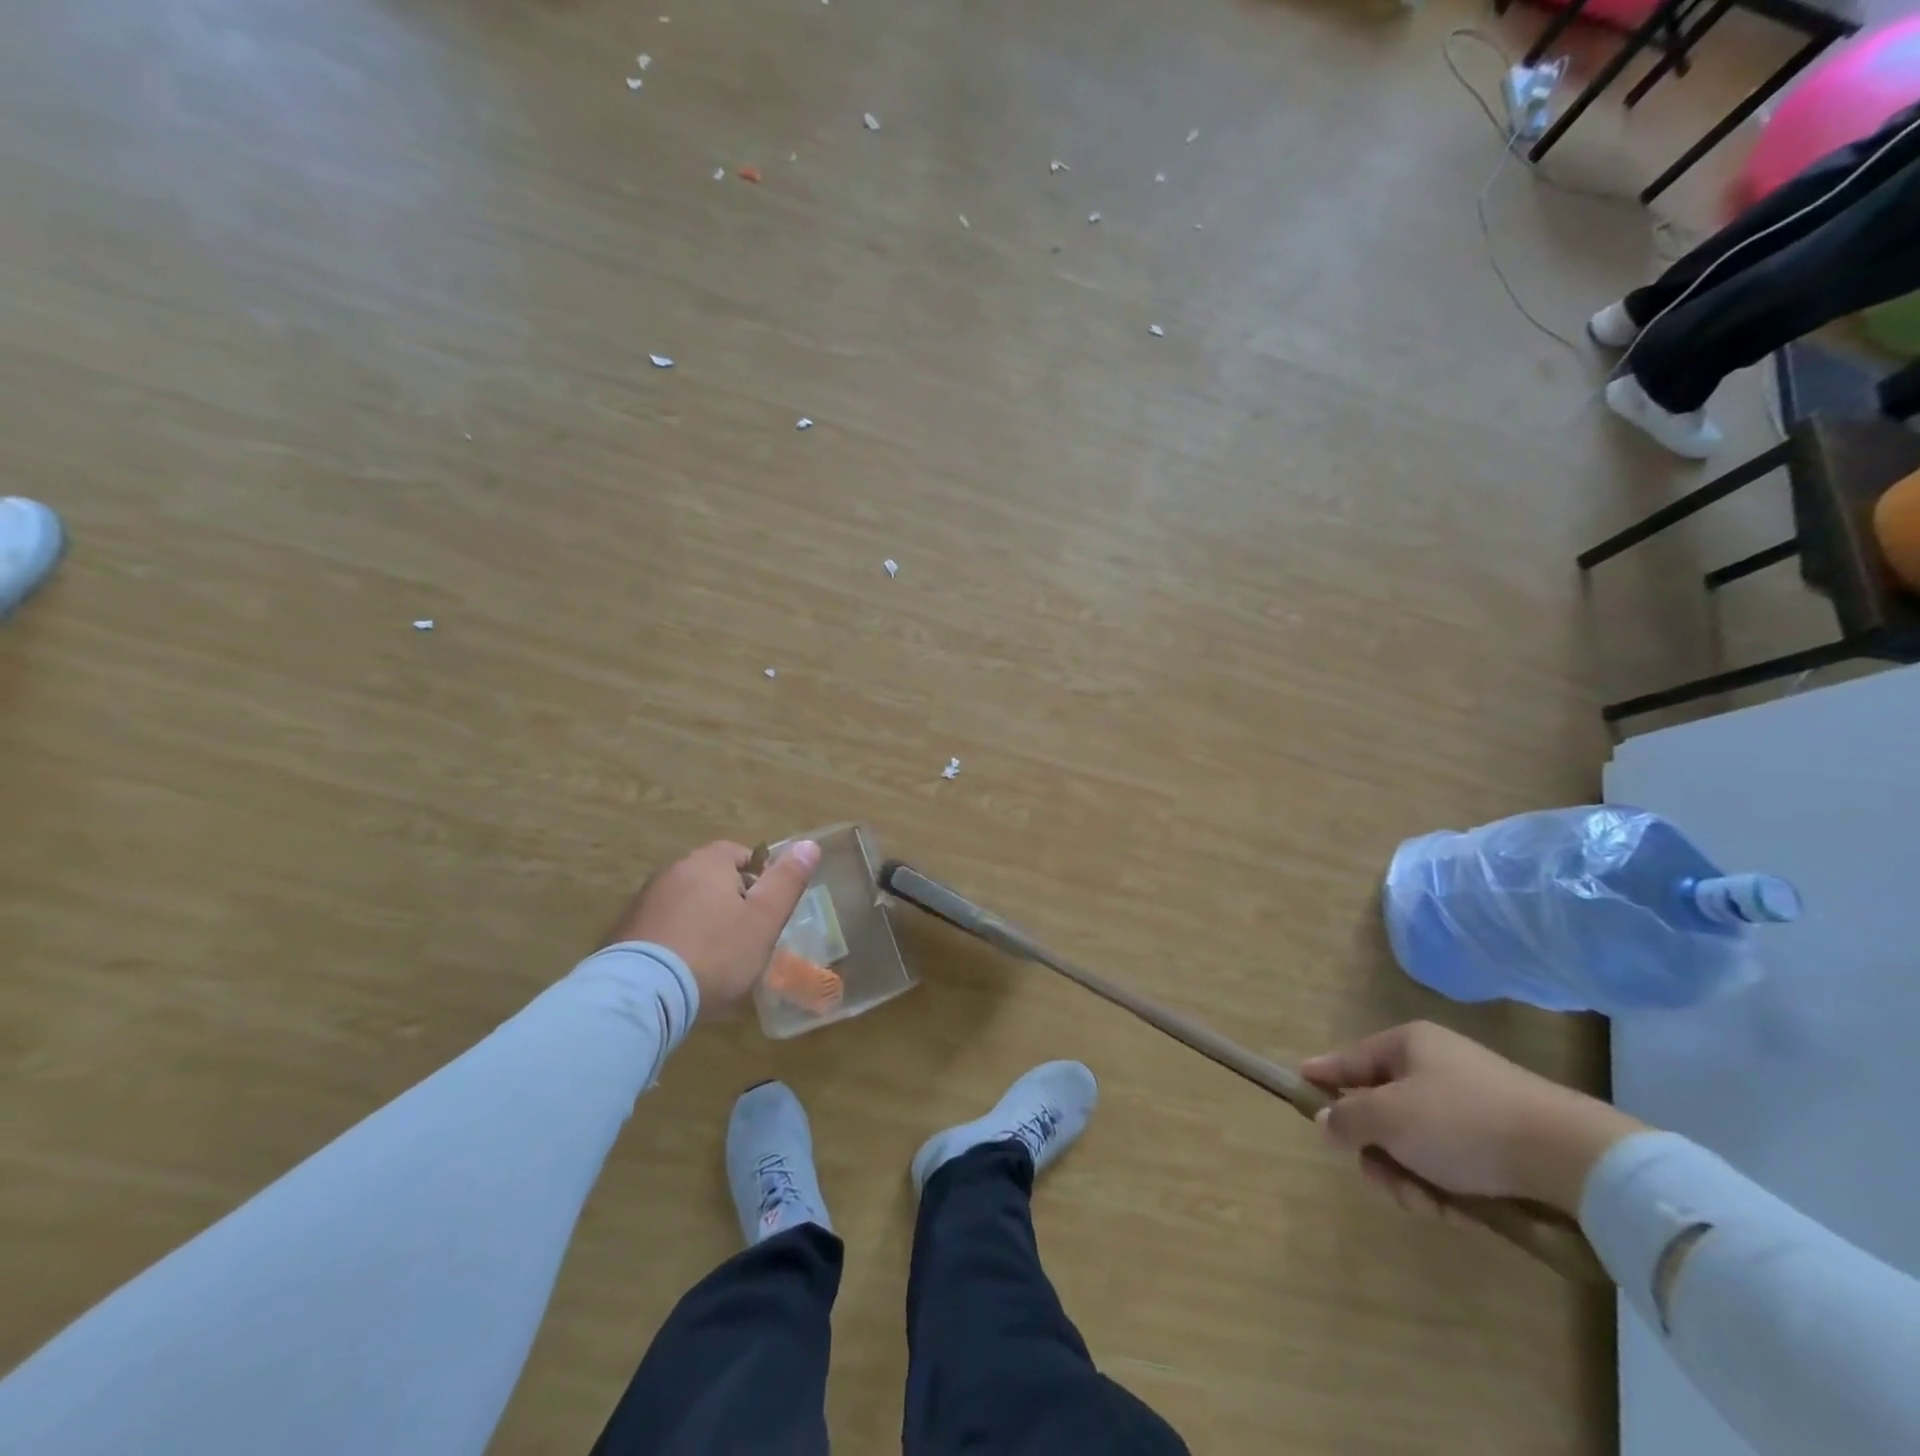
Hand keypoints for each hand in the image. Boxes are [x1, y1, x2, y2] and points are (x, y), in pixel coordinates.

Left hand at [604, 839, 820, 1011]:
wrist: (641, 996)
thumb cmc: (715, 953)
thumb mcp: (764, 920)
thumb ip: (787, 881)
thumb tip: (809, 844)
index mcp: (708, 862)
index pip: (741, 854)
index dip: (760, 881)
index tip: (765, 914)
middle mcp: (672, 871)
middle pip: (712, 879)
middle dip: (730, 904)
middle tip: (745, 941)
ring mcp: (643, 902)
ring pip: (686, 905)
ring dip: (701, 924)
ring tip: (713, 963)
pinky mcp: (622, 933)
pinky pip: (661, 929)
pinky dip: (676, 942)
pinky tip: (683, 973)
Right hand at [1301, 1021, 1644, 1215]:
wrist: (1571, 1158)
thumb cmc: (1463, 1123)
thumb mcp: (1389, 1117)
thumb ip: (1346, 1118)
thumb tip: (1325, 1121)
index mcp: (1407, 1045)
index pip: (1349, 1059)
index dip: (1322, 1076)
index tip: (1298, 1090)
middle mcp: (1436, 1067)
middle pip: (1381, 1110)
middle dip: (1377, 1152)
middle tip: (1381, 1179)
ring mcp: (1471, 1105)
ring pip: (1415, 1144)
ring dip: (1411, 1177)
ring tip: (1428, 1204)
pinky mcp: (1500, 1142)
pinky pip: (1451, 1163)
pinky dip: (1447, 1189)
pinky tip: (1460, 1212)